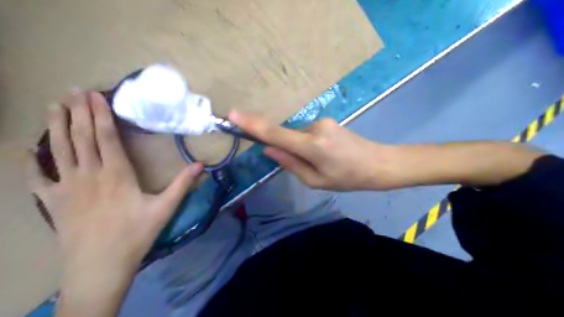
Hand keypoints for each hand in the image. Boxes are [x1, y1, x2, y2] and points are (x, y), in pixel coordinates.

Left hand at [26, 90, 204, 275]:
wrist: (100, 266)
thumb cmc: (136, 235)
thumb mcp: (164, 209)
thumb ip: (182, 184)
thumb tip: (201, 165)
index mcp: (117, 174)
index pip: (107, 137)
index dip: (101, 115)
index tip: (95, 95)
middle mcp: (89, 174)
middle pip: (82, 137)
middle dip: (78, 112)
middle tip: (73, 90)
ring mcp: (66, 187)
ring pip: (59, 150)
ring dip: (56, 126)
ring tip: (54, 105)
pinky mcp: (52, 202)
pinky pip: (35, 178)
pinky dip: (27, 162)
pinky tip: (22, 148)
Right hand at [228, 112, 400, 189]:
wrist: (378, 163)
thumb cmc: (348, 178)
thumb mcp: (316, 181)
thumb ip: (290, 163)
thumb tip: (268, 150)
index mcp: (312, 146)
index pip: (275, 133)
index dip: (253, 124)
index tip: (233, 114)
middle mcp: (314, 128)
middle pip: (287, 136)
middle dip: (288, 150)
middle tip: (307, 167)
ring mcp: (322, 121)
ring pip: (297, 135)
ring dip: (300, 148)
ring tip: (322, 162)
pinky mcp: (327, 120)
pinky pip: (307, 133)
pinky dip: (307, 144)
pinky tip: (325, 154)